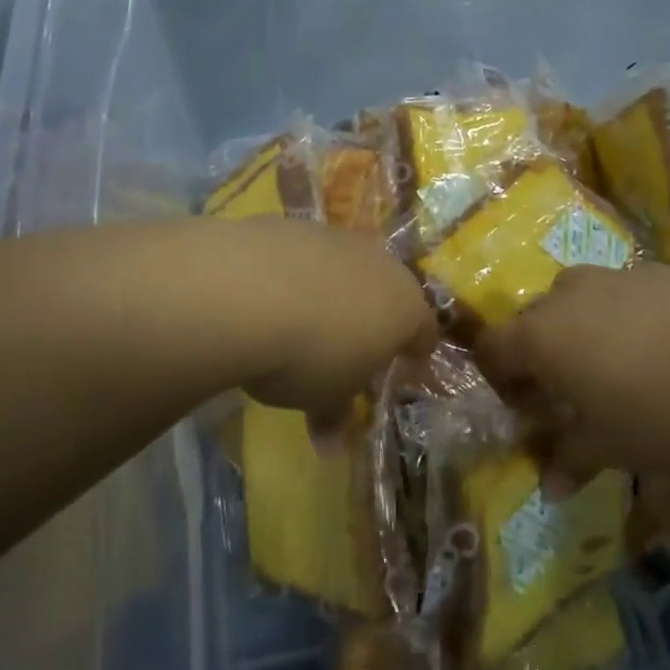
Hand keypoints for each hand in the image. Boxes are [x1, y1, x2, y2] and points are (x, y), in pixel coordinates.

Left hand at [231, 218, 438, 433]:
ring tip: (300, 322)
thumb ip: (335, 415)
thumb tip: (332, 445)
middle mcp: (379, 263)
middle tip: (348, 350)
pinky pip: (304, 256)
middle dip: (371, 319)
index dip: (414, 354)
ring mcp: (337, 238)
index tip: (401, 371)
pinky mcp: (294, 224)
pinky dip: (294, 274)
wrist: (246, 291)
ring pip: (344, 269)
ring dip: (331, 293)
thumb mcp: (324, 398)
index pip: (424, 332)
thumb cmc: (307, 355)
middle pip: (386, 293)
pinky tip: (267, 297)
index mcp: (404, 307)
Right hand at [473, 263, 669, 483]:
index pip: (493, 348)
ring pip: (577, 299)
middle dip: (541, 355)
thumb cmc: (666, 414)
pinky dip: (623, 315)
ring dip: (581, 329)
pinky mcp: (656, 269)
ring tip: (617, 365)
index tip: (526, 408)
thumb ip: (571, 460)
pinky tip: (662, 346)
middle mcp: (567, 294)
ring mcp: (613, 275)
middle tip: (571, 393)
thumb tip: (549, 487)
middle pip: (533, 320)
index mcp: (543, 335)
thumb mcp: (613, 448)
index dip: (500, 379)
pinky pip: (621, 292)